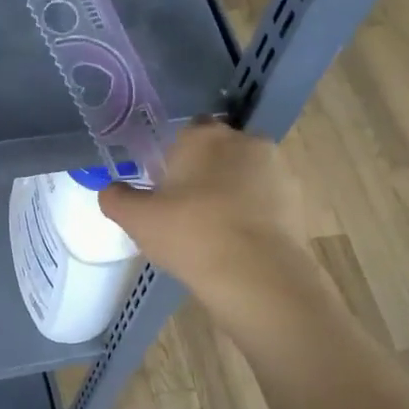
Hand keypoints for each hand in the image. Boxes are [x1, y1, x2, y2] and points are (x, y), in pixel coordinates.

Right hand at [98, 121, 315, 327]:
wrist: (257, 275)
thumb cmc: (190, 235)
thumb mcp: (137, 220)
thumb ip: (116, 199)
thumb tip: (110, 191)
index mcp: (203, 136)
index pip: (185, 133)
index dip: (173, 160)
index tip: (164, 189)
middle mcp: (245, 141)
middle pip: (218, 153)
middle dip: (205, 175)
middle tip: (185, 213)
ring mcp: (277, 170)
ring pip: (244, 177)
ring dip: (231, 195)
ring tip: (213, 234)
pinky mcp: (297, 200)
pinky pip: (265, 202)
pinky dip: (253, 217)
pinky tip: (238, 246)